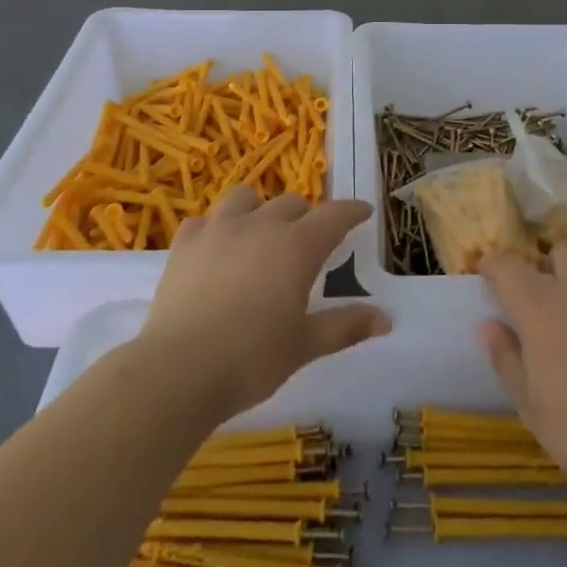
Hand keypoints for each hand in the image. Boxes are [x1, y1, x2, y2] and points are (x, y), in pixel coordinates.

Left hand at [141, 187, 391, 418]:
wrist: (179, 369)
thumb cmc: (252, 359)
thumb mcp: (305, 345)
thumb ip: (346, 326)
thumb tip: (386, 319)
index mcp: (297, 246)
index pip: (334, 216)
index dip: (351, 211)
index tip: (362, 211)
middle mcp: (261, 225)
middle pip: (291, 203)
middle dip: (306, 216)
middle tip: (309, 241)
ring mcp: (219, 229)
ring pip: (245, 197)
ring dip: (259, 209)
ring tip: (260, 233)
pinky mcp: (185, 243)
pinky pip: (205, 220)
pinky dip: (215, 228)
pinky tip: (215, 249)